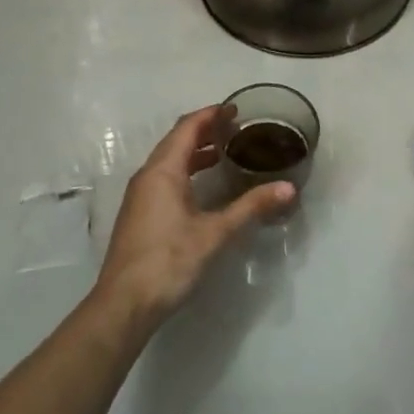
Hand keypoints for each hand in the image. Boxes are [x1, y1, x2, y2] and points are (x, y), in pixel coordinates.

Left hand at [92, 105, 293, 328]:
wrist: (124, 304)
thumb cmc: (169, 261)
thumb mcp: (215, 233)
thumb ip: (251, 207)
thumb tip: (288, 188)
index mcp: (163, 171)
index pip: (187, 128)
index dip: (211, 114)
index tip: (235, 109)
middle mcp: (147, 176)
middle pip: (176, 140)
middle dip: (205, 130)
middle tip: (236, 129)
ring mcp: (140, 196)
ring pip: (169, 161)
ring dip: (195, 151)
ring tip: (225, 152)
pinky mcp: (140, 214)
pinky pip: (164, 178)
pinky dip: (186, 170)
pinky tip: (204, 186)